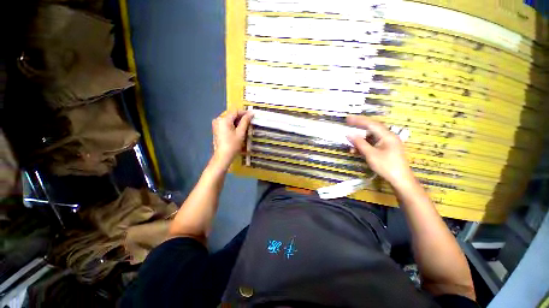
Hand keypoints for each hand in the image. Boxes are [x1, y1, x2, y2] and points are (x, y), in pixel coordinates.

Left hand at [211, 110, 252, 168]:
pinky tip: (238, 129)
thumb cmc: (233, 145)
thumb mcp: (241, 132)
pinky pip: (226, 123)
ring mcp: (216, 124)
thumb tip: (251, 113)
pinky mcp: (216, 129)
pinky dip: (232, 124)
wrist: (223, 156)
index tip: (252, 115)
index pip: (235, 111)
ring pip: (229, 119)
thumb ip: (245, 121)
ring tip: (245, 126)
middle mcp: (218, 119)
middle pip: (231, 115)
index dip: (244, 112)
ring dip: (237, 121)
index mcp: (224, 119)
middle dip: (240, 117)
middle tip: (249, 121)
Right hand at [346, 115, 413, 186]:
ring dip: (360, 139)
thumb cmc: (386, 166)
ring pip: (371, 137)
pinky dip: (364, 145)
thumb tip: (349, 134)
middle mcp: (388, 137)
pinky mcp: (385, 149)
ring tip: (350, 143)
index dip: (359, 120)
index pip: (371, 124)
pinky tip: (356, 150)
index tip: (348, 119)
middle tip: (348, 124)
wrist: (400, 180)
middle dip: (359, 127)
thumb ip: (359, 143)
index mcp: (387, 136)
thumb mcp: (371, 154)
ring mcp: (387, 143)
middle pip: (371, 128)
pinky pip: (372, 144)